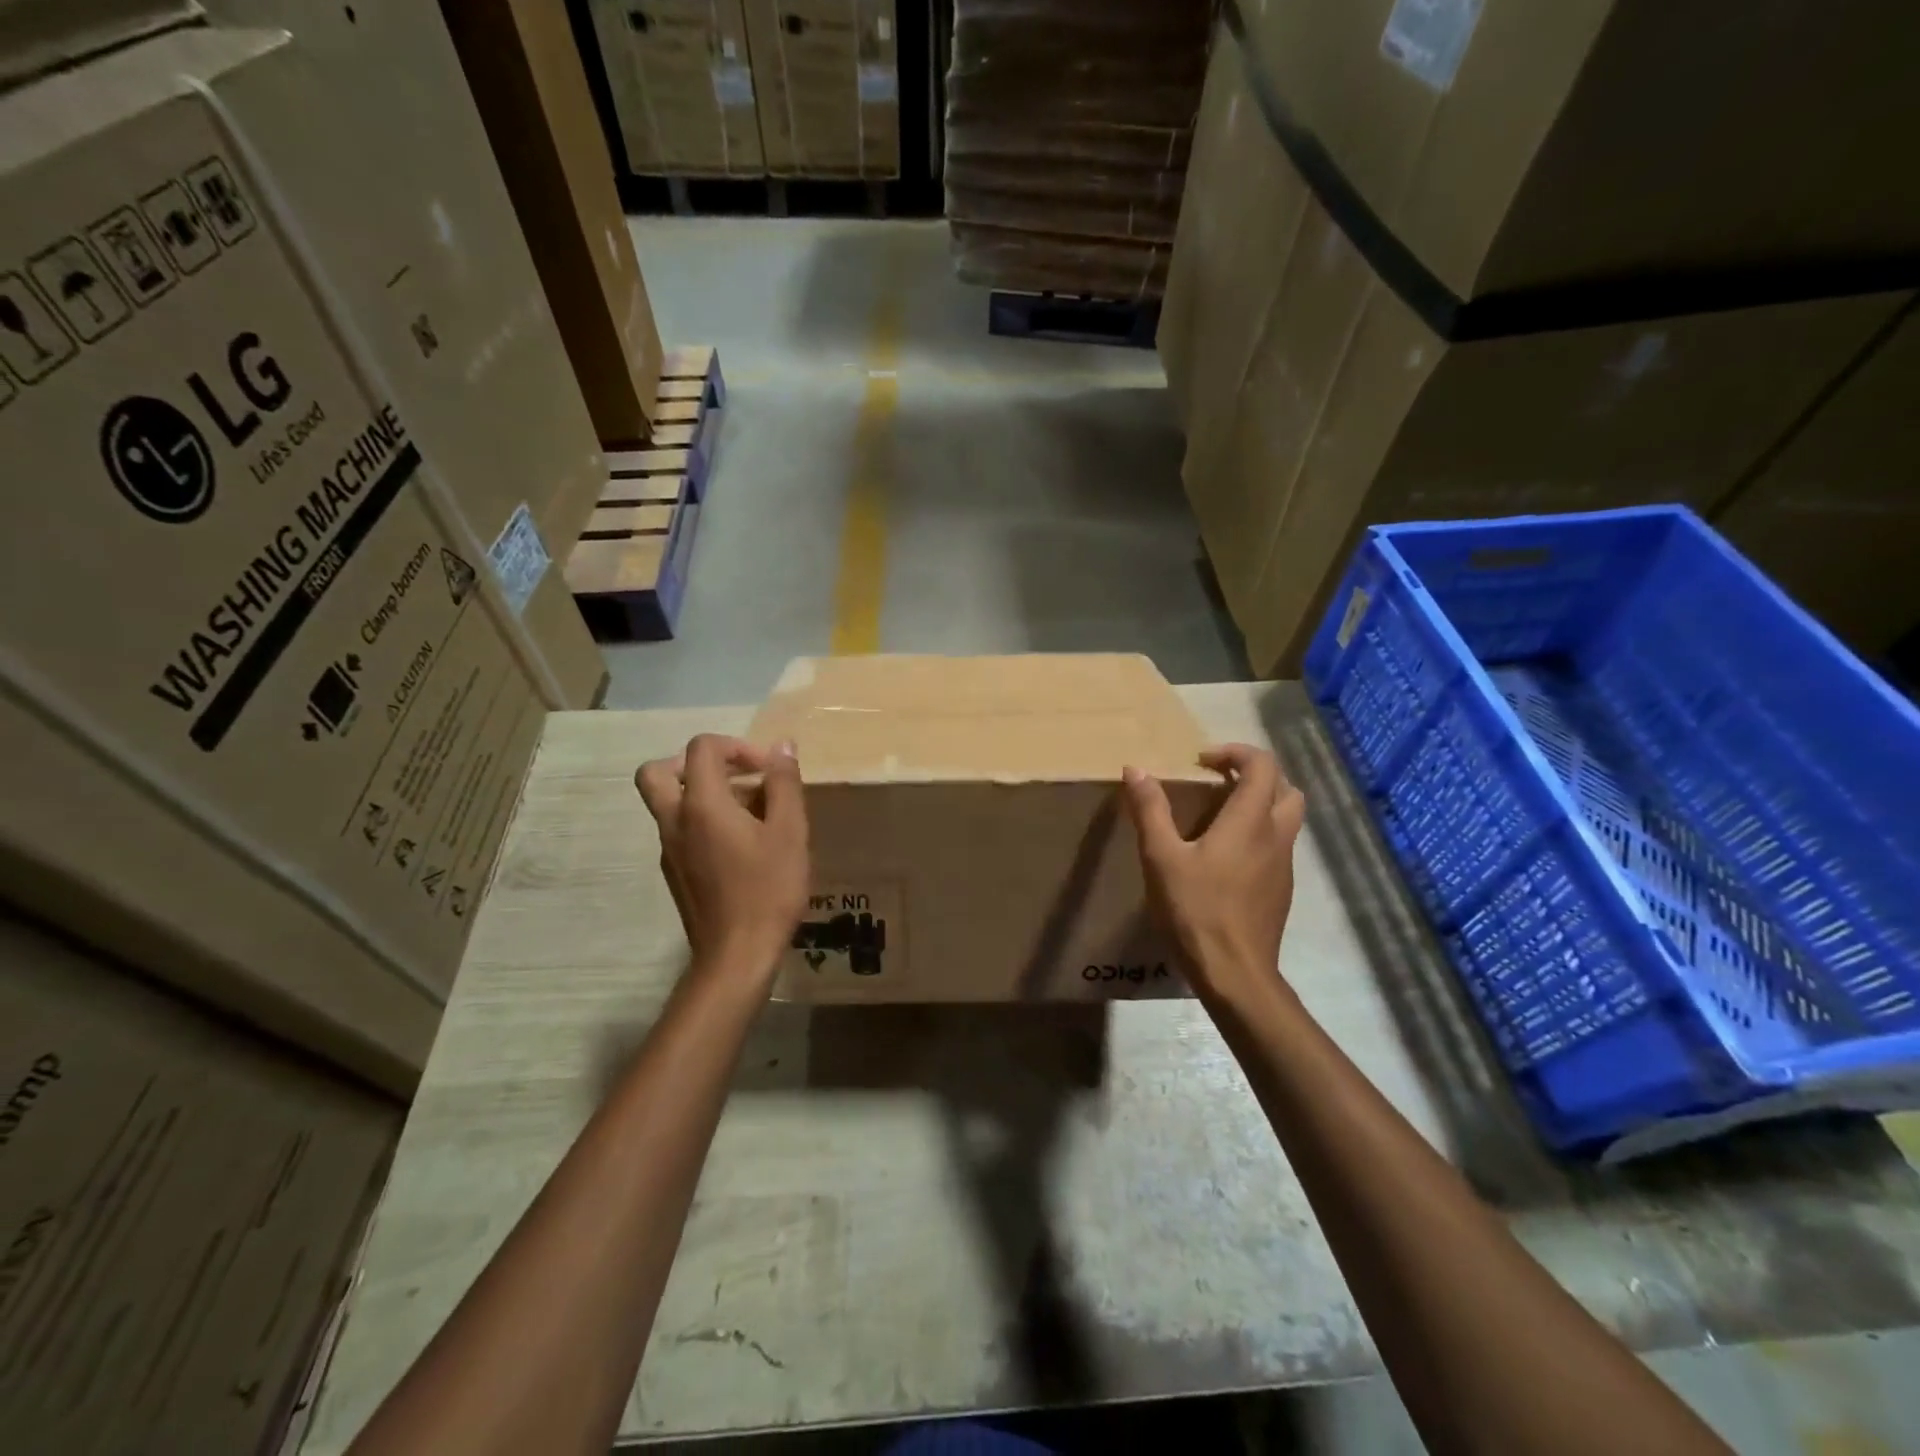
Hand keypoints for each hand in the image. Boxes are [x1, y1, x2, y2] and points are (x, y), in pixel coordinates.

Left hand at [635, 735, 807, 978]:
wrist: (736, 956)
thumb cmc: (767, 890)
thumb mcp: (790, 832)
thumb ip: (785, 784)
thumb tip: (782, 747)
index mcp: (701, 804)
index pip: (701, 748)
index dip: (736, 747)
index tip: (767, 770)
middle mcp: (674, 821)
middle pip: (658, 771)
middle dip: (695, 763)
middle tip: (732, 777)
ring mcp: (669, 849)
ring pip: (668, 802)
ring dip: (703, 793)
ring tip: (752, 814)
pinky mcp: (674, 873)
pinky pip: (680, 829)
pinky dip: (703, 821)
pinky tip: (742, 846)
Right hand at [1122, 744, 1306, 996]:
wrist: (1235, 973)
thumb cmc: (1196, 910)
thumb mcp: (1162, 858)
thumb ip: (1150, 810)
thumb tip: (1136, 769)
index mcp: (1250, 820)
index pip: (1262, 764)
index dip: (1235, 752)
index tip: (1202, 761)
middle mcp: (1276, 835)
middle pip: (1285, 787)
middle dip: (1254, 775)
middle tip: (1218, 782)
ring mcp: (1284, 865)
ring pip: (1286, 818)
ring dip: (1260, 804)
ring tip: (1219, 817)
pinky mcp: (1281, 890)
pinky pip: (1278, 846)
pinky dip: (1259, 835)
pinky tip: (1225, 859)